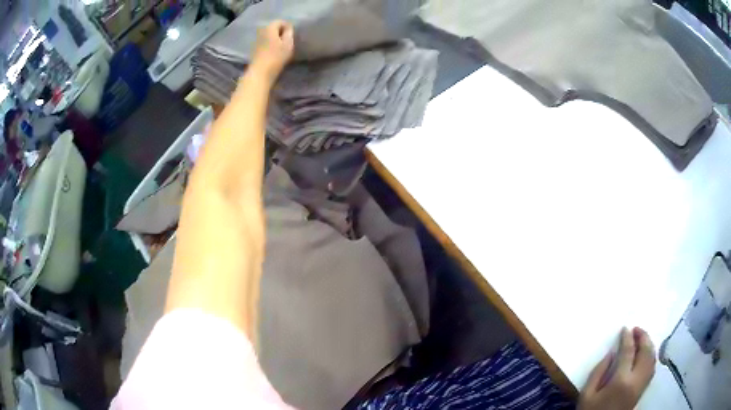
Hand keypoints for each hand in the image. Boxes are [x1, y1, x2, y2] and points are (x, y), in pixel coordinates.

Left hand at [250, 20, 293, 83]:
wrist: (260, 72)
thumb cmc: (276, 57)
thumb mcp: (288, 44)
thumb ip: (289, 33)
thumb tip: (288, 28)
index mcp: (270, 28)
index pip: (280, 21)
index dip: (287, 26)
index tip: (292, 34)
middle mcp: (261, 31)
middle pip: (273, 28)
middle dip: (281, 32)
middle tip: (288, 40)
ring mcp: (257, 40)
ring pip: (268, 35)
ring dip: (275, 38)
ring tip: (282, 46)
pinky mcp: (255, 49)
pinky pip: (265, 42)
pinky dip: (270, 44)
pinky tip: (274, 52)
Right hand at [578, 327, 655, 409]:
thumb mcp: (587, 395)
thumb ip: (598, 372)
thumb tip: (611, 353)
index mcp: (620, 380)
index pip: (628, 351)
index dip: (627, 337)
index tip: (624, 328)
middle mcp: (636, 380)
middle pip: (646, 352)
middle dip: (643, 337)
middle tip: (635, 329)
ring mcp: (641, 385)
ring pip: (652, 358)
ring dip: (649, 345)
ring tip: (642, 338)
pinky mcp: (643, 390)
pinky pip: (652, 367)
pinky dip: (651, 356)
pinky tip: (646, 354)